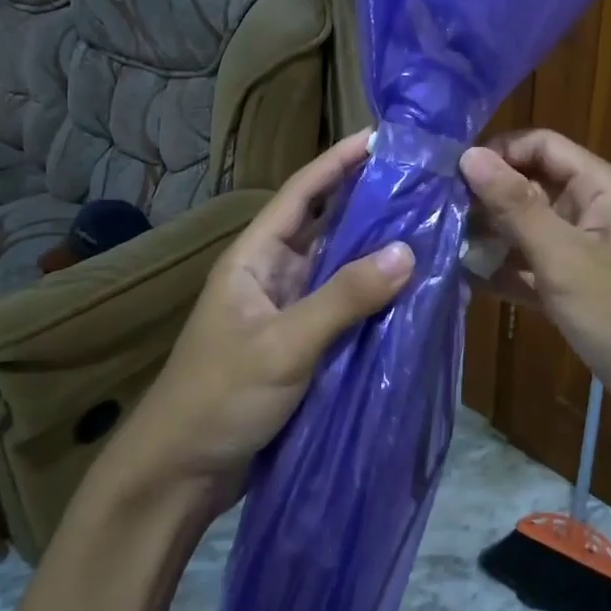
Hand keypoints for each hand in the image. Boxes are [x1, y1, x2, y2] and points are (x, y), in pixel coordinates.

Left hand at [98, 130, 414, 517]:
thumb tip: (408, 251)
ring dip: (377, 251)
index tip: (383, 136)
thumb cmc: (220, 396)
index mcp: (255, 256)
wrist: (180, 474)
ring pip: (339, 268)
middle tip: (424, 183)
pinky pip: (344, 308)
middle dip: (369, 202)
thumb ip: (344, 298)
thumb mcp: (283, 345)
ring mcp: (288, 311)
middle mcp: (273, 274)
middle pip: (326, 226)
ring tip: (430, 228)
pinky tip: (412, 292)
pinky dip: (374, 297)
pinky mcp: (302, 346)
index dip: (339, 161)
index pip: (301, 193)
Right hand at [460, 130, 610, 451]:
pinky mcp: (578, 291)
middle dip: (487, 197)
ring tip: (439, 245)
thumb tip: (469, 155)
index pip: (542, 146)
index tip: (450, 174)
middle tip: (435, 213)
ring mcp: (585, 254)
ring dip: (490, 236)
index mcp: (601, 188)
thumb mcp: (565, 258)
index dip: (498, 152)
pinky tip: (464, 280)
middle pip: (532, 186)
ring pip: (529, 230)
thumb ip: (515, 206)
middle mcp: (593, 212)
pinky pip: (534, 269)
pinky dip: (505, 272)